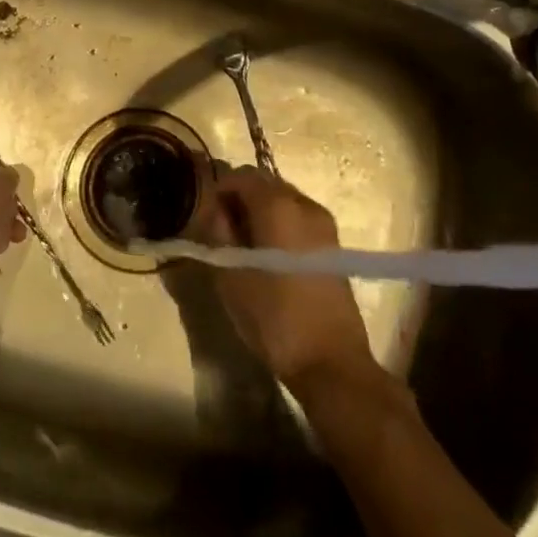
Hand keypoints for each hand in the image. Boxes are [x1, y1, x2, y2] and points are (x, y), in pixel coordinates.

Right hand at [192, 167, 375, 391]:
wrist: (330, 361)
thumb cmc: (273, 316)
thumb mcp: (230, 275)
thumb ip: (217, 232)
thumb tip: (212, 209)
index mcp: (277, 204)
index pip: (240, 175)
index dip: (218, 190)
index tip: (204, 216)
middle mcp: (304, 203)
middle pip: (264, 183)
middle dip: (239, 198)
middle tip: (221, 230)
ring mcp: (323, 223)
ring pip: (282, 200)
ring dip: (259, 211)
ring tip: (244, 246)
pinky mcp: (333, 245)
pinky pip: (298, 218)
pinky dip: (279, 224)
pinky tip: (268, 256)